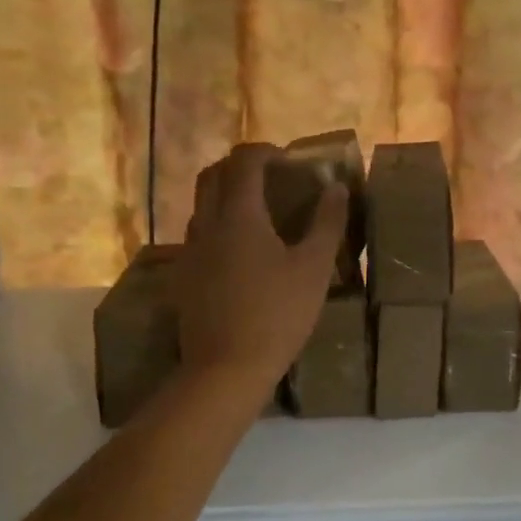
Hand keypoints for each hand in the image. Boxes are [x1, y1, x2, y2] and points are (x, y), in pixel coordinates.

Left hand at [178, 143, 348, 385]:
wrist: (226, 369)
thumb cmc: (277, 314)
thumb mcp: (314, 268)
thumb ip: (327, 223)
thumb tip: (336, 187)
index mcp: (238, 214)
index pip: (243, 161)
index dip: (265, 152)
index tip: (288, 160)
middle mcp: (207, 223)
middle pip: (212, 175)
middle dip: (239, 166)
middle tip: (270, 178)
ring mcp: (190, 251)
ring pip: (201, 205)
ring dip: (226, 195)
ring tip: (258, 213)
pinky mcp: (184, 276)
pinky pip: (198, 234)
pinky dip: (218, 225)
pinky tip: (241, 252)